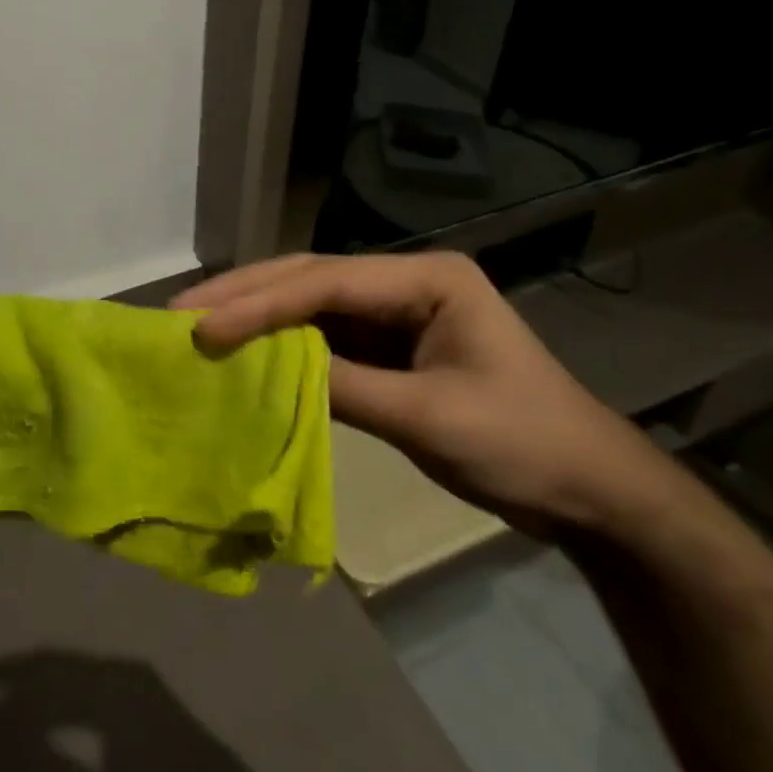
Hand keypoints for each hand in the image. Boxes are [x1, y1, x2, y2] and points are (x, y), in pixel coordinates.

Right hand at [173, 251, 671, 538]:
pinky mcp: (387, 347)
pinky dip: (281, 348)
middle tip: (181, 310)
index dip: (260, 303)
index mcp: (426, 278)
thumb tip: (269, 372)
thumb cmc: (526, 444)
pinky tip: (244, 355)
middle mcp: (403, 282)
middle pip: (309, 280)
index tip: (204, 325)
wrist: (592, 493)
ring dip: (256, 316)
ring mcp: (393, 313)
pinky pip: (323, 339)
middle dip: (245, 294)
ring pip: (309, 306)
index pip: (326, 283)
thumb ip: (348, 389)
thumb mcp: (433, 419)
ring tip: (198, 326)